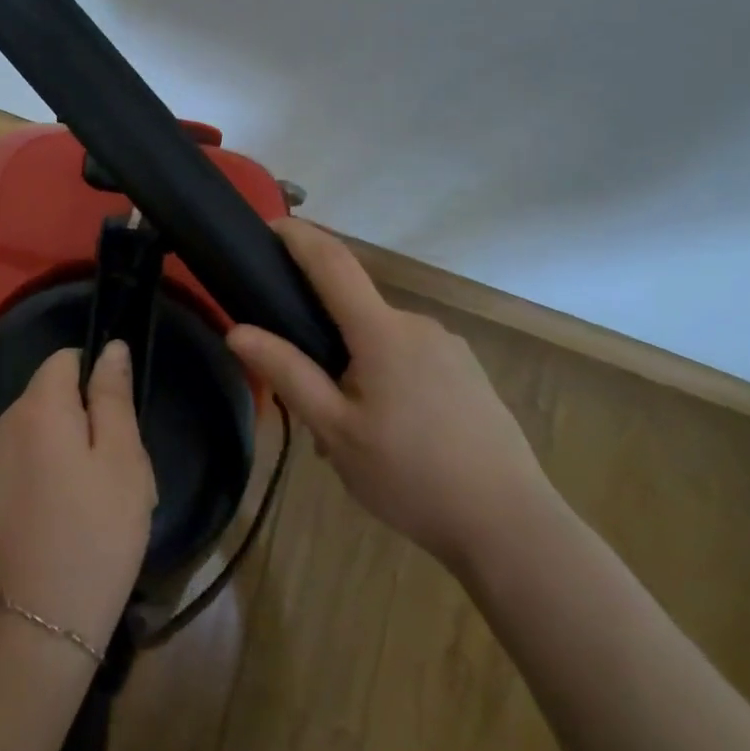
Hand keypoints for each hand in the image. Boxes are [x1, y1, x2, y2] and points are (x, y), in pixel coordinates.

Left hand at [0, 342, 156, 648]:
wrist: (36, 624)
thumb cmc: (95, 535)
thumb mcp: (124, 462)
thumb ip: (113, 397)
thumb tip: (110, 347)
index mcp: (38, 408)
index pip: (63, 362)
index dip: (89, 382)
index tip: (107, 425)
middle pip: (37, 402)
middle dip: (64, 422)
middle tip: (93, 478)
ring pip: (8, 434)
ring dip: (29, 448)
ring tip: (54, 501)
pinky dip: (2, 477)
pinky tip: (20, 518)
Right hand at [225, 219, 548, 573]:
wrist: (511, 526)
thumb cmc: (411, 476)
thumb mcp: (336, 430)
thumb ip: (288, 373)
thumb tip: (238, 331)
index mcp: (382, 331)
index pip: (332, 262)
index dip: (299, 236)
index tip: (268, 225)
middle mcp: (417, 325)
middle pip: (354, 311)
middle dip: (321, 340)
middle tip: (306, 401)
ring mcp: (448, 348)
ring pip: (381, 342)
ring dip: (354, 369)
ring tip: (347, 434)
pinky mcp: (466, 373)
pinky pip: (410, 360)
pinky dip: (385, 380)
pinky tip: (389, 436)